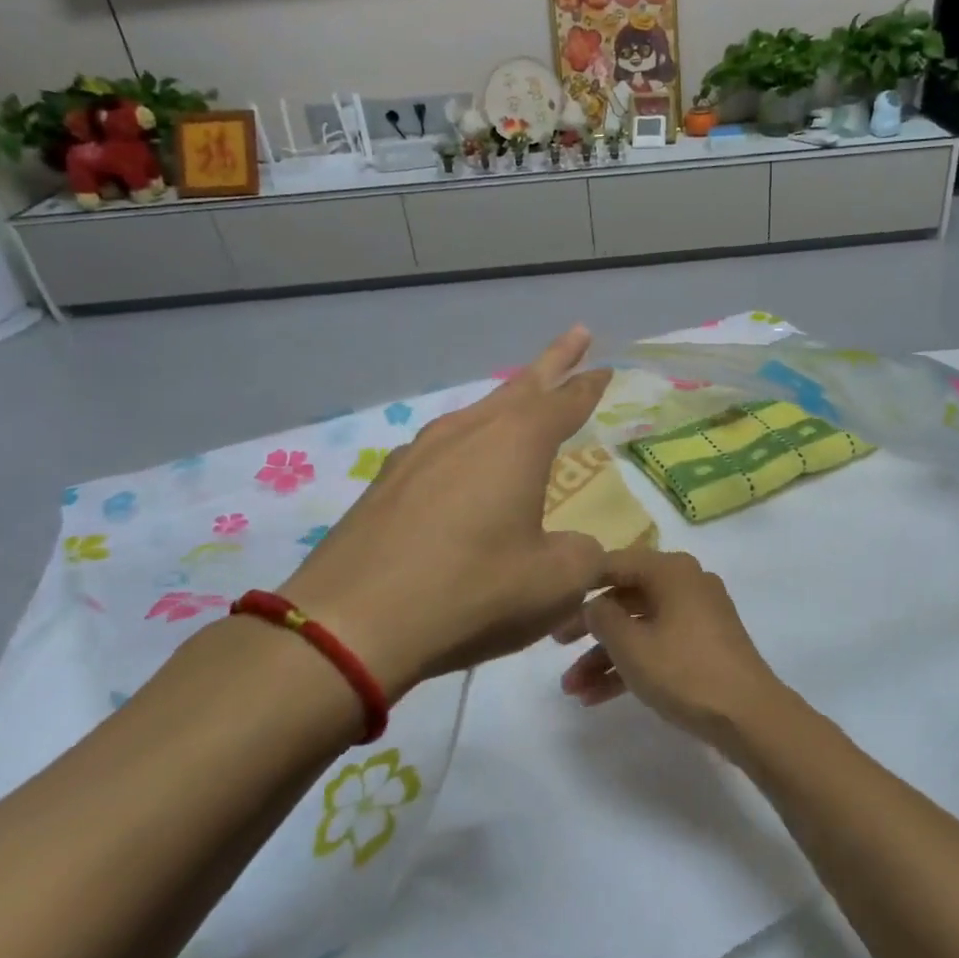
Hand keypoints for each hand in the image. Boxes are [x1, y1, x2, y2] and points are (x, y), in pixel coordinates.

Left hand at [280, 327, 610, 698]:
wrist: (352, 623)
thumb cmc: (471, 592)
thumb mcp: (555, 584)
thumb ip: (583, 556)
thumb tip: (578, 547)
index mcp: (517, 442)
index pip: (566, 401)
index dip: (590, 385)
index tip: (606, 366)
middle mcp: (469, 431)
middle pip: (521, 385)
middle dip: (554, 361)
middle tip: (578, 335)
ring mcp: (421, 451)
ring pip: (477, 413)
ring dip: (507, 403)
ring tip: (523, 402)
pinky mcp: (388, 480)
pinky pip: (442, 447)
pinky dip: (467, 445)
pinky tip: (462, 466)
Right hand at [558, 549, 784, 743]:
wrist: (749, 715)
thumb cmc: (684, 670)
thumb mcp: (631, 644)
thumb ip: (602, 617)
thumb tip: (594, 604)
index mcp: (670, 570)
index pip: (614, 563)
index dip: (580, 584)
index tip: (552, 605)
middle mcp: (685, 583)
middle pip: (625, 597)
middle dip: (589, 629)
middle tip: (556, 648)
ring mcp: (697, 615)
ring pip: (640, 627)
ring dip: (605, 657)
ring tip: (572, 691)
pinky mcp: (704, 645)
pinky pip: (658, 645)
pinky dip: (631, 666)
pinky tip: (597, 697)